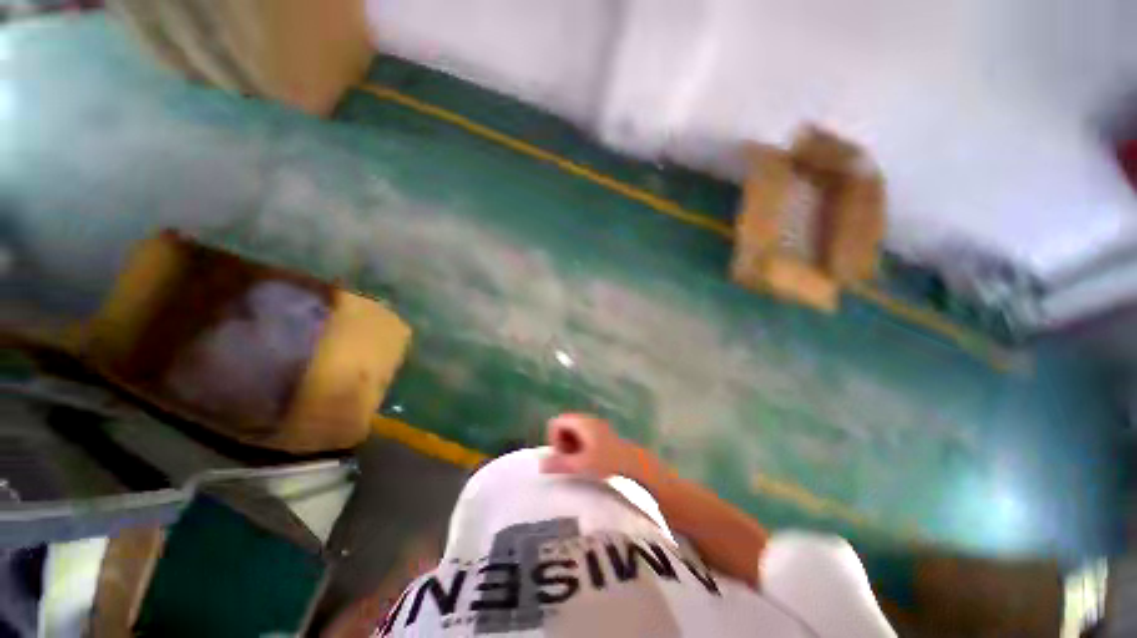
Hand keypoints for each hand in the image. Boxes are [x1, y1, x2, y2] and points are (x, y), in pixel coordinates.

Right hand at [539, 413, 637, 478]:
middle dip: (561, 443)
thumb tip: (540, 465)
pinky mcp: (600, 431)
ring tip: (578, 461)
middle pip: (563, 426)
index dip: (553, 439)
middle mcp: (586, 418)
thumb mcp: (581, 464)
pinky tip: (587, 459)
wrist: (633, 461)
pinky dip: (579, 445)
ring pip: (572, 431)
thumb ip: (560, 464)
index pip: (555, 422)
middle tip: (569, 460)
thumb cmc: (606, 461)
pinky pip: (582, 434)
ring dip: (570, 445)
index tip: (562, 455)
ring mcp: (594, 424)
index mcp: (580, 421)